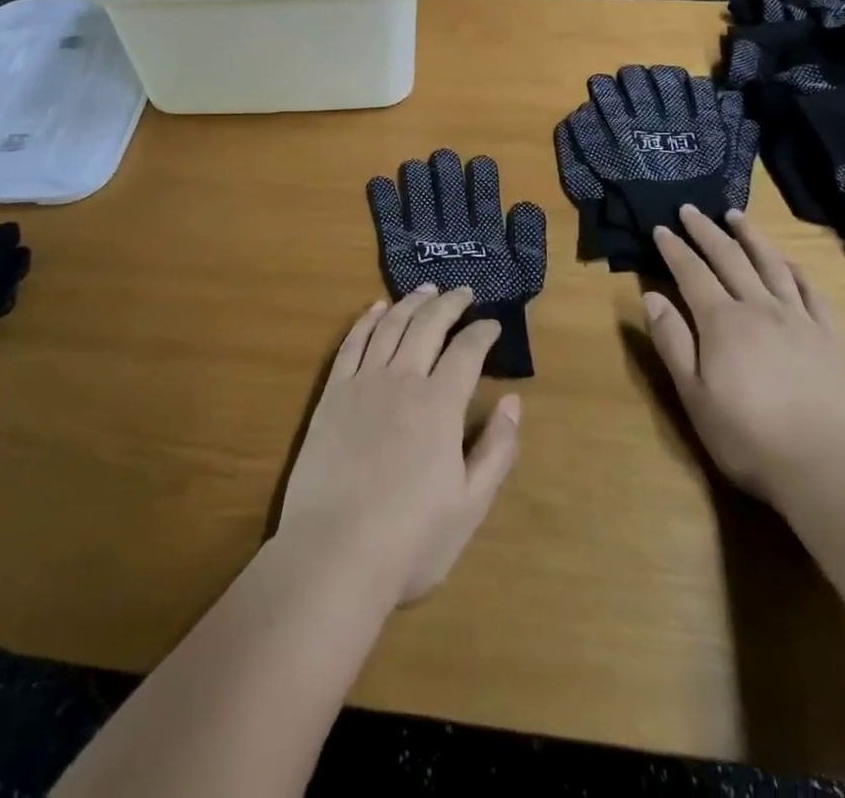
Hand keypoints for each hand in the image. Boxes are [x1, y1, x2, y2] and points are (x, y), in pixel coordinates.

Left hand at [277, 286, 521, 606]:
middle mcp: (402, 380)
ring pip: (390, 325)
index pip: (467, 351)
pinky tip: (376, 309)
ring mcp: (363, 383)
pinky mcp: (332, 394)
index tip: (493, 324)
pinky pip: (352, 343)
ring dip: (411, 302)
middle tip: (464, 291)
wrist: (333, 554)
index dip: (483, 332)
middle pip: (428, 325)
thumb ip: (497, 449)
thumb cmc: (410, 539)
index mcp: (440, 405)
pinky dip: (367, 320)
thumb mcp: (471, 505)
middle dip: (449, 303)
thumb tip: (512, 402)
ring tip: (426, 289)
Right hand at [644, 208, 844, 502]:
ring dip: (751, 237)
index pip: (691, 272)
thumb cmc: (747, 435)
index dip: (674, 248)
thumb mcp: (693, 394)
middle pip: (730, 258)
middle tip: (691, 210)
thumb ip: (672, 341)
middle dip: (706, 231)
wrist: (828, 466)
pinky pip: (811, 292)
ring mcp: (799, 320)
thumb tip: (652, 296)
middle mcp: (760, 308)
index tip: (661, 228)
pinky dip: (795, 270)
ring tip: (737, 216)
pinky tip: (788, 263)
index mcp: (722, 321)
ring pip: (772, 265)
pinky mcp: (829, 337)